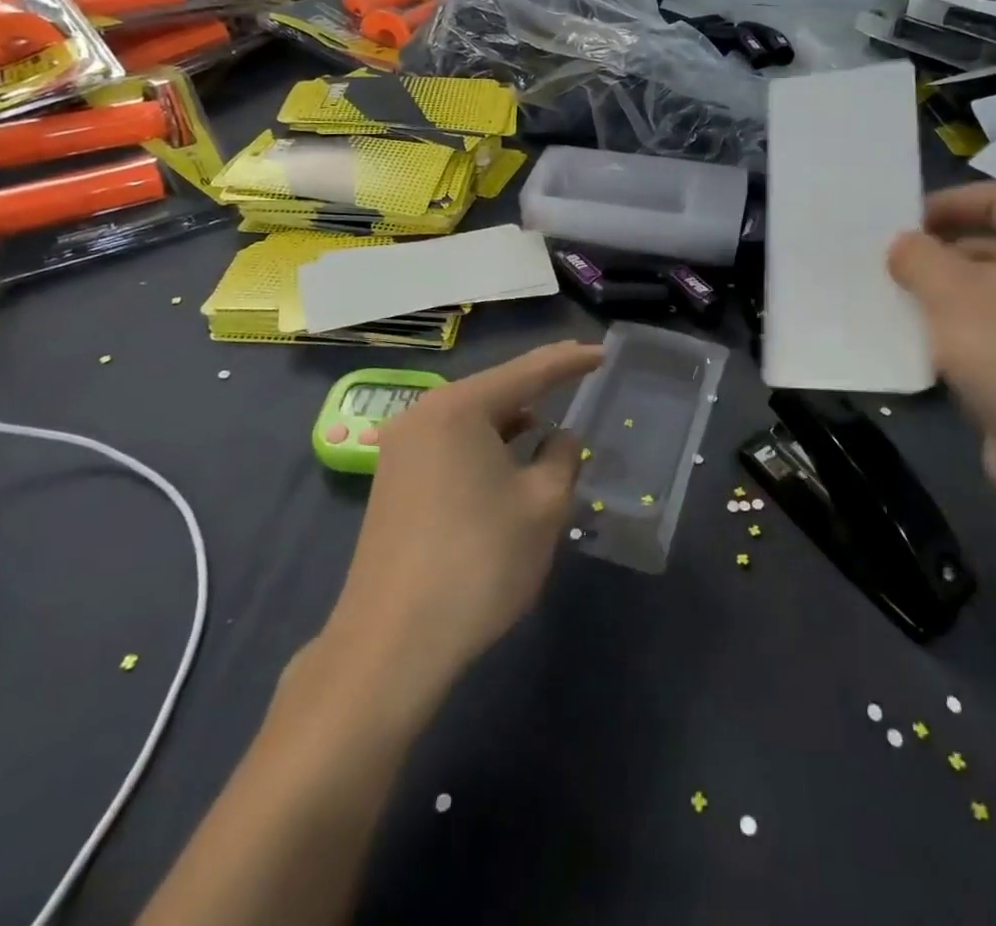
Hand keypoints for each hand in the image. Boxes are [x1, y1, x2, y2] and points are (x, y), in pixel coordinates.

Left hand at [318, 341, 601, 699]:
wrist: (391, 644)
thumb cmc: (479, 562)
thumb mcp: (542, 506)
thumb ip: (562, 458)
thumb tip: (560, 438)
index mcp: (458, 408)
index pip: (528, 372)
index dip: (570, 361)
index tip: (603, 352)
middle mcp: (423, 415)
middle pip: (494, 390)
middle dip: (538, 388)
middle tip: (579, 377)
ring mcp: (401, 449)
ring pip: (472, 419)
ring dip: (512, 421)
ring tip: (549, 426)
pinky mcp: (394, 482)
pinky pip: (452, 445)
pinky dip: (486, 446)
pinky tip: (509, 463)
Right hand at [887, 183, 995, 550]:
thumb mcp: (949, 293)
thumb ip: (917, 256)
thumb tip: (904, 245)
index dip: (945, 204)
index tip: (900, 223)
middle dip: (941, 252)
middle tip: (892, 265)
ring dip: (948, 291)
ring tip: (899, 302)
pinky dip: (966, 325)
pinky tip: (926, 342)